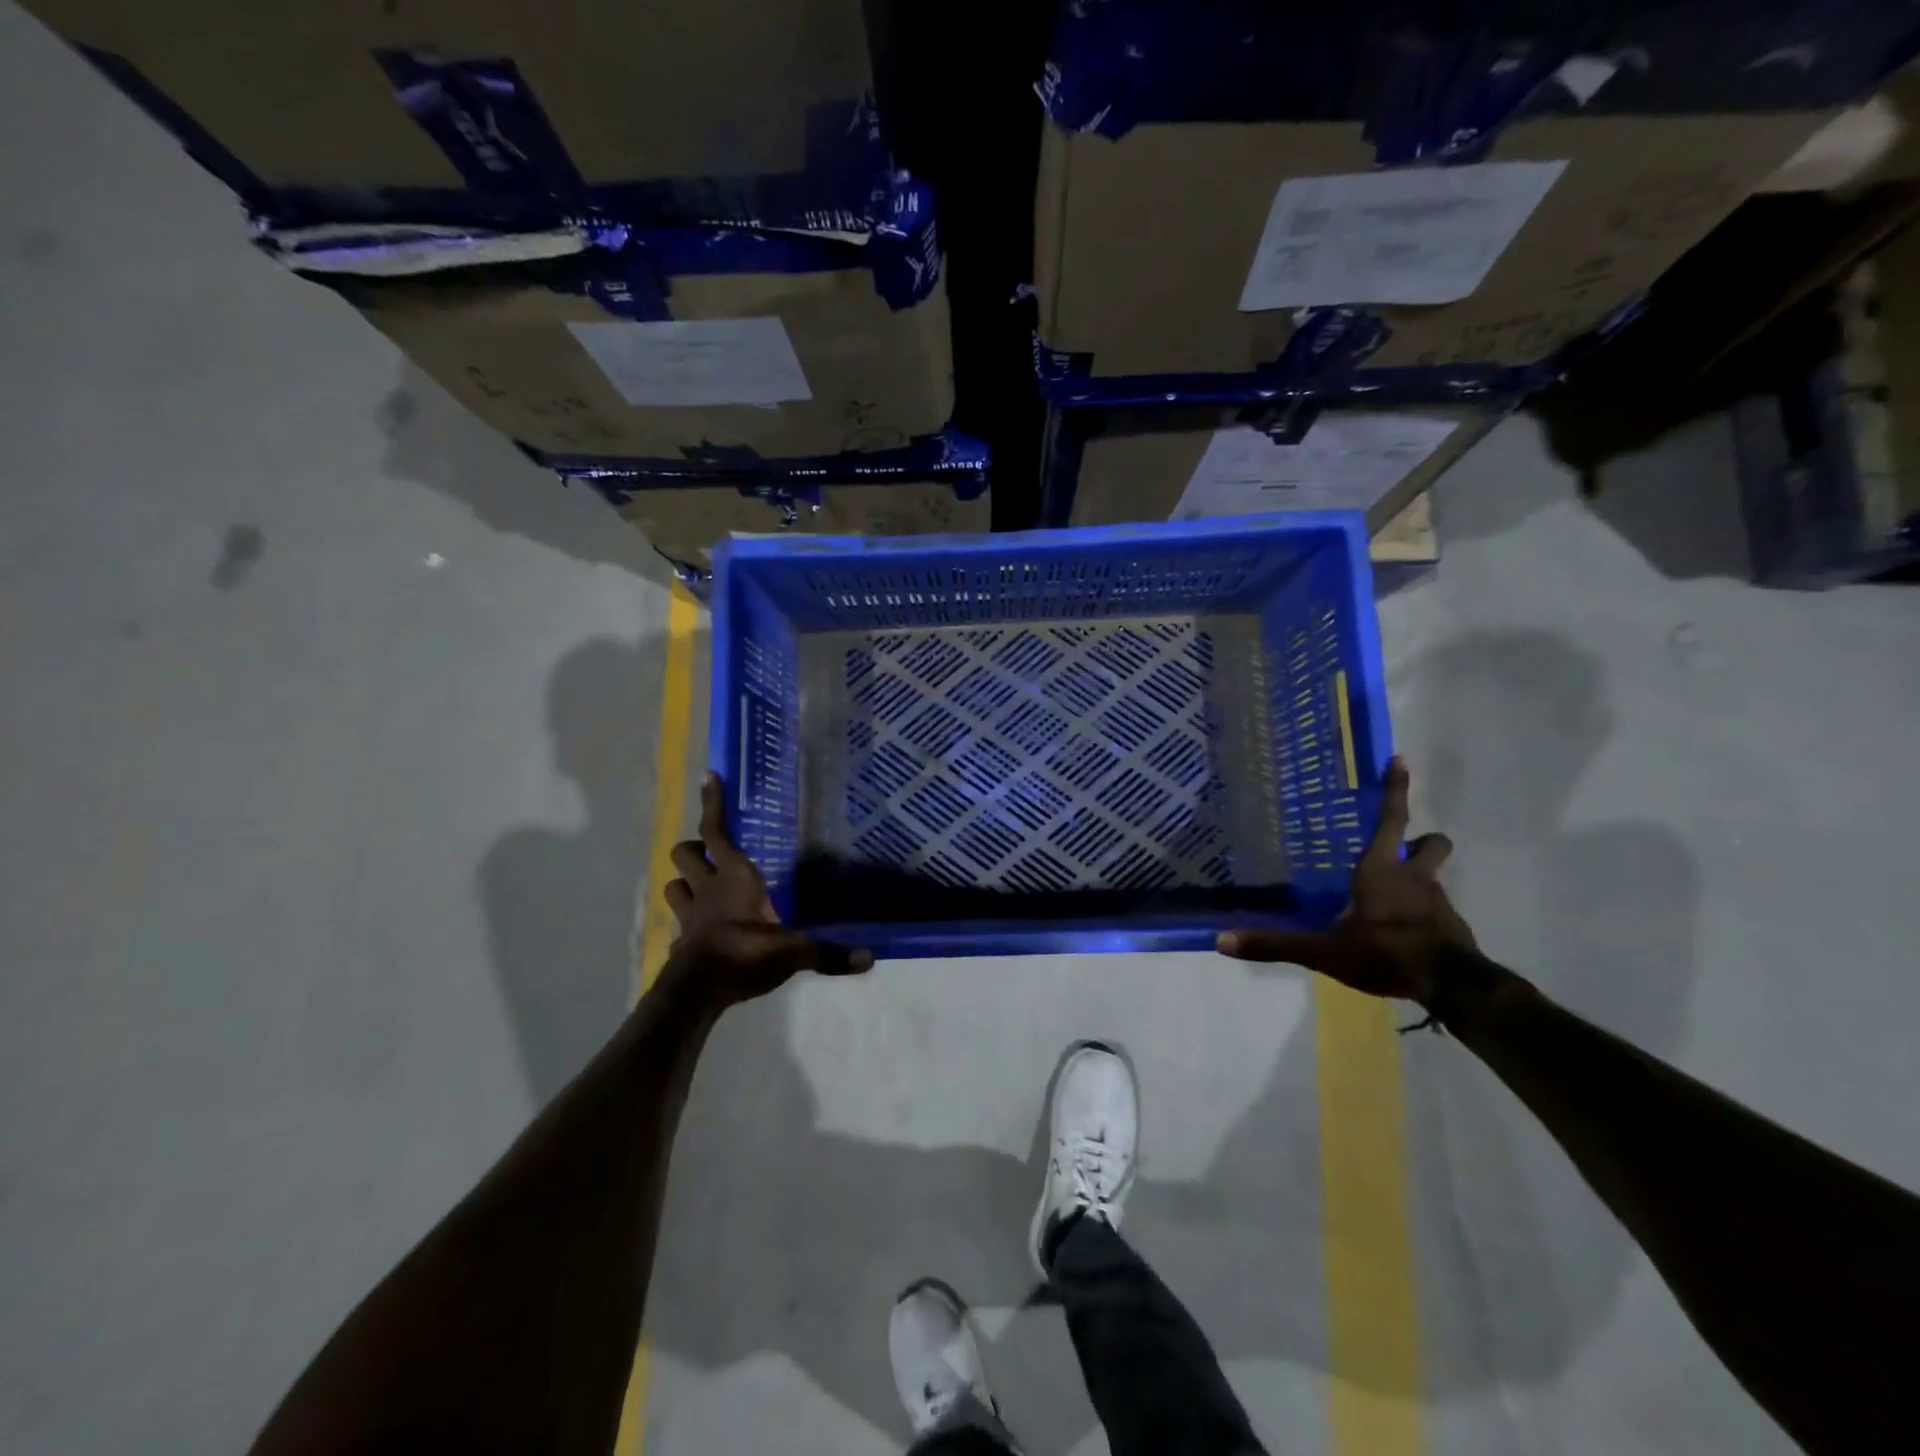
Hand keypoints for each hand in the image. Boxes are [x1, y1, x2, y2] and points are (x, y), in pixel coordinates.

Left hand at [660, 773, 871, 1006]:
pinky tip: (697, 929)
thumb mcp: (793, 952)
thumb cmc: (745, 954)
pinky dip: (685, 922)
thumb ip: (828, 953)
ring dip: (684, 881)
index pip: (717, 831)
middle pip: (685, 853)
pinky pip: (678, 924)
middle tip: (709, 850)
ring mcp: (689, 915)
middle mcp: (708, 888)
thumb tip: (870, 957)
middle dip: (693, 848)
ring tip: (699, 884)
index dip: (712, 804)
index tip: (709, 776)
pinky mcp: (681, 942)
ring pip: (673, 884)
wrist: (697, 993)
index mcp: (736, 877)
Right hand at [1216, 757, 1474, 1003]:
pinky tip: (1403, 936)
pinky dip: (1423, 916)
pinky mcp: (1452, 928)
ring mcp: (1438, 902)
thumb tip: (1222, 941)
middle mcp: (1414, 878)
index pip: (1391, 820)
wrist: (1452, 987)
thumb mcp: (1323, 951)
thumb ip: (1276, 944)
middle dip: (1421, 839)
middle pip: (1431, 843)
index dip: (1395, 789)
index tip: (1399, 760)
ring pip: (1433, 878)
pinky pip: (1437, 912)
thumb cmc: (1384, 953)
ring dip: (1418, 882)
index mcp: (1381, 871)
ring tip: (1391, 903)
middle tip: (1402, 849)